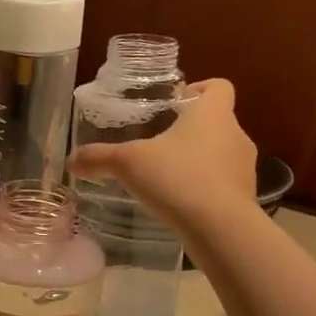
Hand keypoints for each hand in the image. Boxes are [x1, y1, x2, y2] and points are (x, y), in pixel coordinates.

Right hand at [69, 78, 256, 229]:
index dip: (200, 88)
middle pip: (217, 122)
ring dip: (199, 161)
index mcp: (213, 114)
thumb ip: (99, 158)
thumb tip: (71, 160)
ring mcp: (245, 168)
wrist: (220, 228)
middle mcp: (235, 134)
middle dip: (191, 130)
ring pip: (221, 154)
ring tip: (168, 177)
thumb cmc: (177, 178)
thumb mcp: (128, 164)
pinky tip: (181, 203)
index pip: (219, 87)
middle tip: (160, 143)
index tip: (176, 102)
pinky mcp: (245, 197)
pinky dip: (206, 189)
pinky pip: (224, 185)